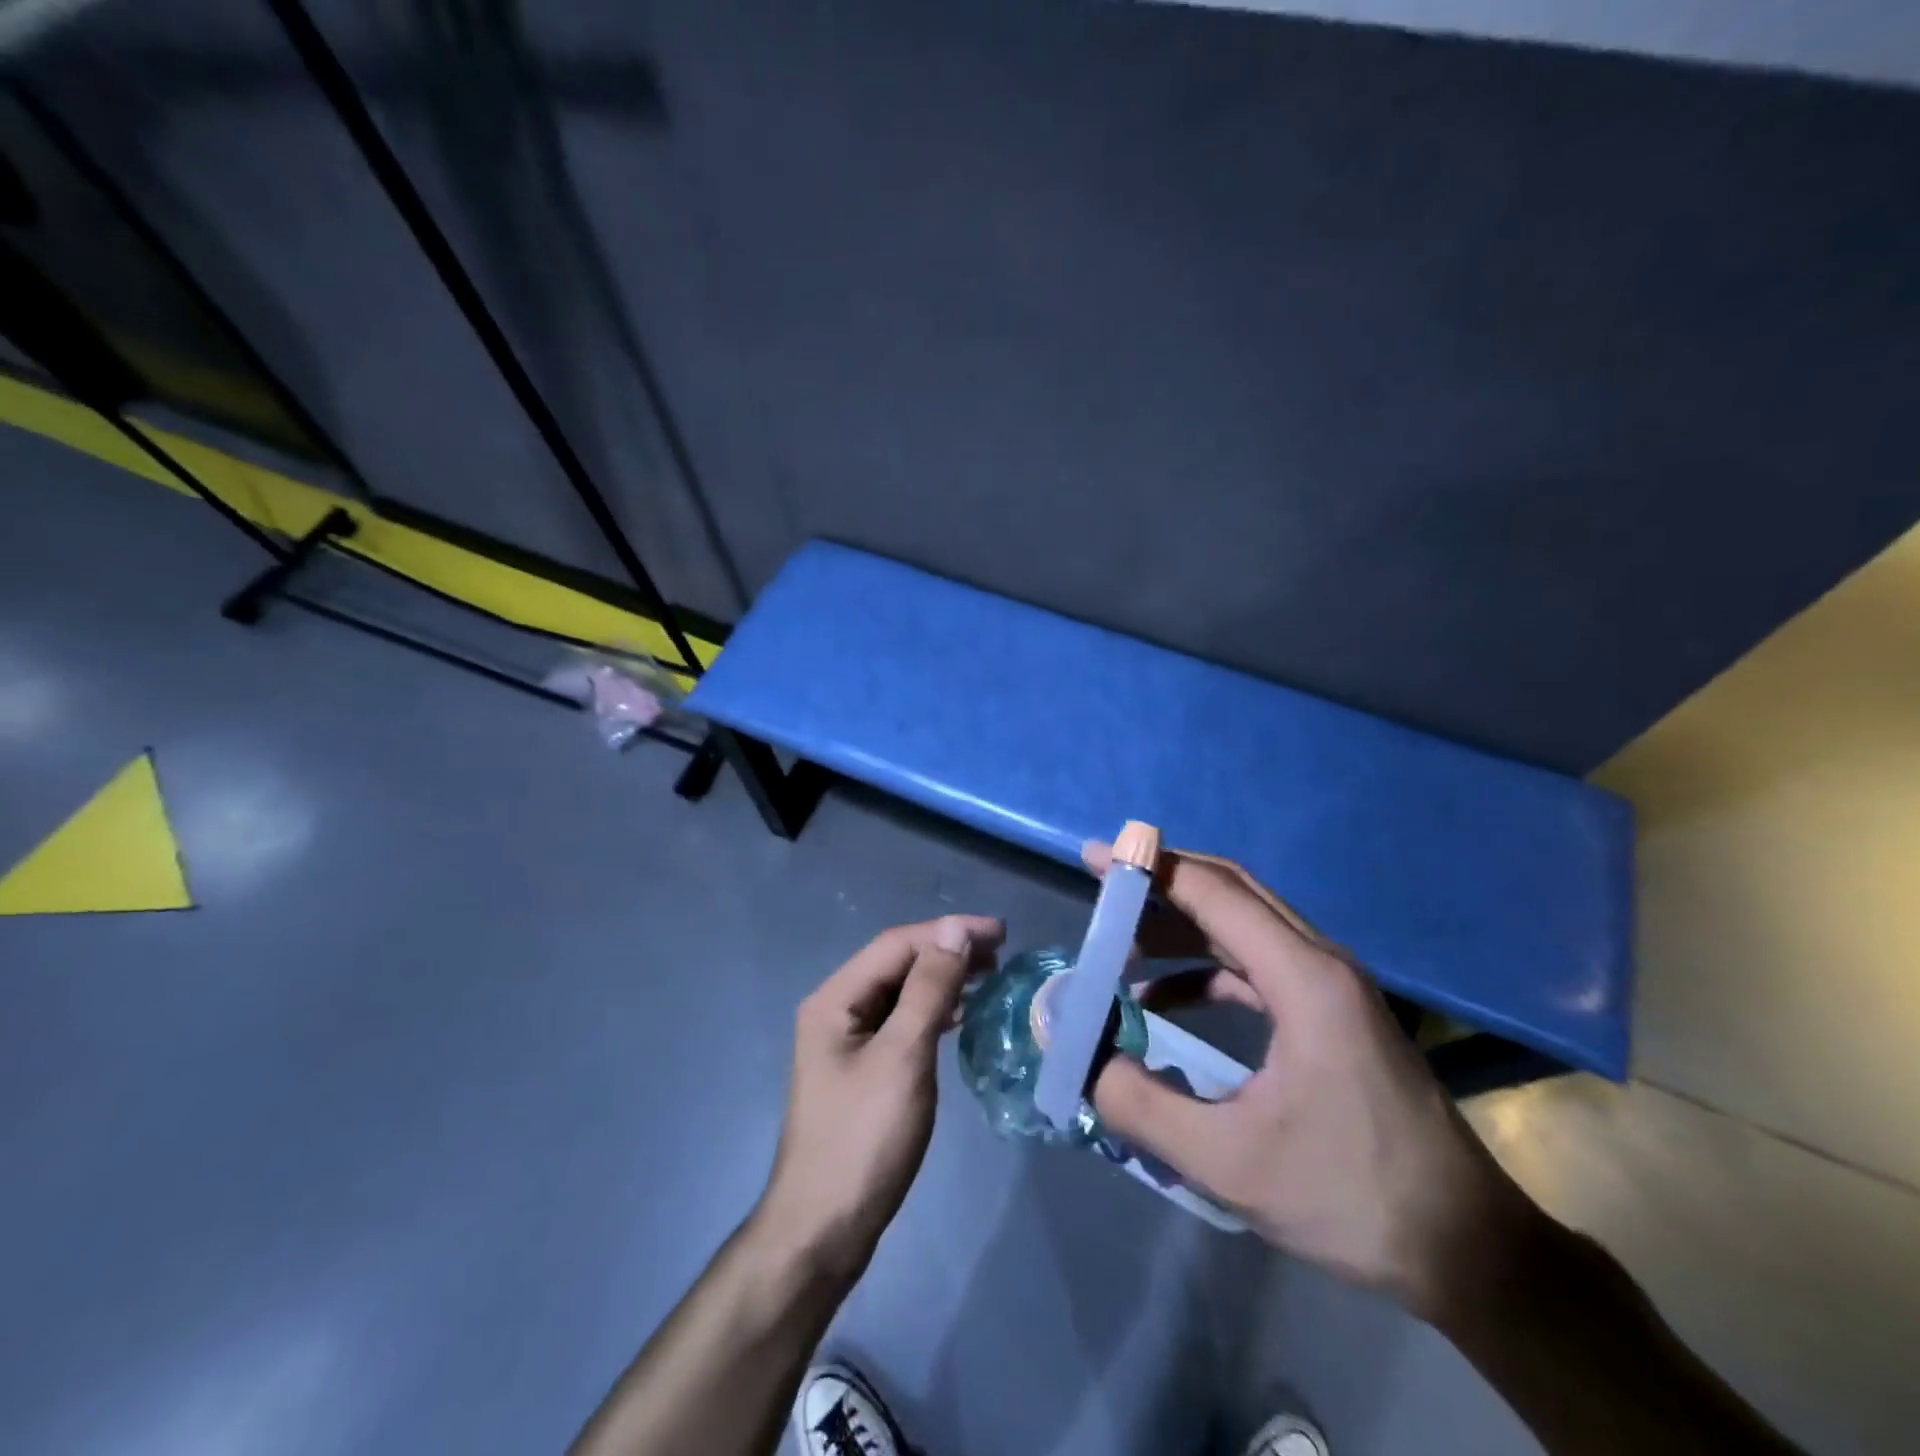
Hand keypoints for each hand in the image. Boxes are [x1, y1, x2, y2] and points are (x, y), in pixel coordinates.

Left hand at [755, 914, 1004, 1284]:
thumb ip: (929, 988)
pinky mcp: (862, 1069)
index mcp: (835, 999)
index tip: (1000, 933)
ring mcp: (847, 1041)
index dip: (948, 931)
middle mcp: (836, 1010)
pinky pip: (901, 1022)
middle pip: (897, 963)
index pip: (896, 944)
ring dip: (942, 979)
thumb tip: (955, 930)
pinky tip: (958, 1016)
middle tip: (1000, 953)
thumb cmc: (863, 1139)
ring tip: (988, 976)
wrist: (824, 1229)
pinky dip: (932, 1011)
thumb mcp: (903, 1057)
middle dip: (947, 951)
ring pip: (901, 992)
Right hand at [1084, 842, 1533, 1317]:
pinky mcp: (1331, 1013)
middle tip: (1102, 895)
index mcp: (1303, 978)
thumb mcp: (1231, 1163)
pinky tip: (1164, 1002)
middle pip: (1231, 892)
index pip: (1214, 892)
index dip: (1149, 869)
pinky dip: (1204, 969)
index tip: (1095, 858)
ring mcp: (1330, 986)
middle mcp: (1319, 962)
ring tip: (1121, 950)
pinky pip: (1255, 965)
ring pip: (1243, 925)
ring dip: (1181, 927)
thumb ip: (1142, 1106)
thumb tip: (1084, 1059)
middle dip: (1161, 886)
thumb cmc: (1352, 1196)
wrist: (1467, 1248)